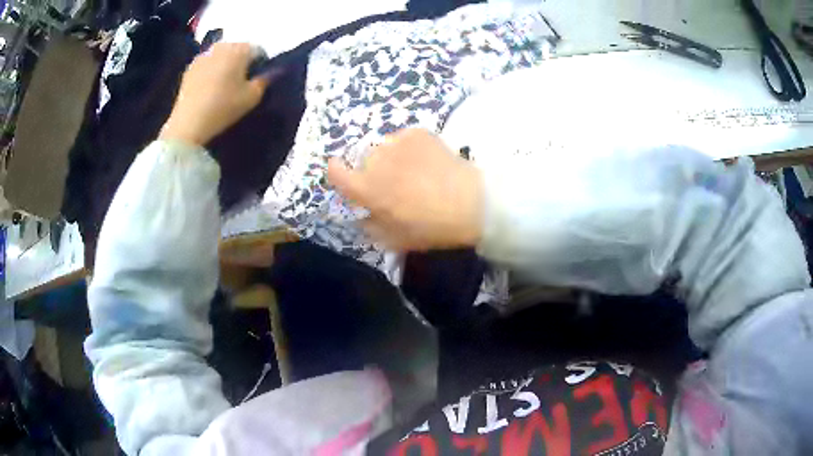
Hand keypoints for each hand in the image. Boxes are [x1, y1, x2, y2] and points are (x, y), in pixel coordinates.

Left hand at [160, 42, 269, 145]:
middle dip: (241, 62)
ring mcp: (203, 56)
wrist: (189, 123)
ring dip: (225, 65)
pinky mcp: (189, 68)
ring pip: (221, 56)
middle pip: (238, 50)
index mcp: (240, 49)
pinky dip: (210, 71)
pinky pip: (207, 64)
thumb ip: (265, 80)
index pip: (258, 50)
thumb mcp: (252, 97)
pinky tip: (209, 88)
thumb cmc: (224, 107)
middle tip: (240, 82)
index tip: (257, 79)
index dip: (261, 64)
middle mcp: (222, 46)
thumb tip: (274, 71)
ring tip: (223, 85)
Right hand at [327, 129, 483, 250]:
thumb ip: (371, 226)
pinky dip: (409, 148)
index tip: (346, 176)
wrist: (471, 202)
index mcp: (365, 188)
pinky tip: (427, 160)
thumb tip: (363, 214)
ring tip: (414, 170)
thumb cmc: (431, 226)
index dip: (337, 172)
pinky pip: (403, 139)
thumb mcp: (395, 239)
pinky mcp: (416, 132)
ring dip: (391, 158)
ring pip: (383, 148)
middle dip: (372, 171)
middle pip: (363, 160)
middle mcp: (374, 160)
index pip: (335, 171)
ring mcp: (396, 142)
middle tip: (394, 184)